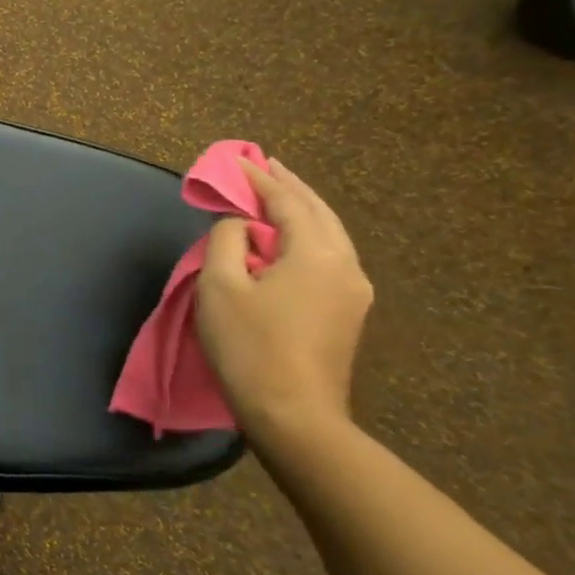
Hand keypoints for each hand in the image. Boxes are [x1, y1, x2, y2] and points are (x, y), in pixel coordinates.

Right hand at [195, 157, 372, 442]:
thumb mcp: (221, 286)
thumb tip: (241, 226)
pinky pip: (330, 256)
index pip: (287, 202)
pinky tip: (290, 237)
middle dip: (290, 186)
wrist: (293, 415)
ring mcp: (353, 291)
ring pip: (330, 234)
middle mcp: (346, 265)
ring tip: (279, 192)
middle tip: (265, 163)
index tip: (238, 159)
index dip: (259, 179)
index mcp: (317, 254)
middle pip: (319, 212)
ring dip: (302, 209)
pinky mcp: (348, 312)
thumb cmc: (249, 346)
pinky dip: (308, 234)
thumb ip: (228, 242)